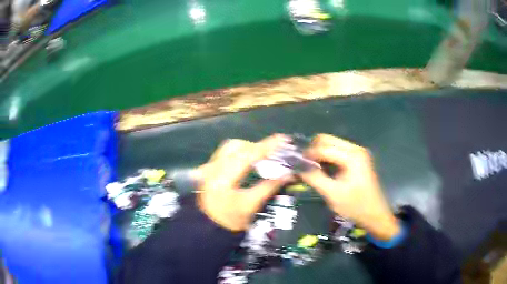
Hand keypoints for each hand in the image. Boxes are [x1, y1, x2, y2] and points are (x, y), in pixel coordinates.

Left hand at [196, 134, 291, 231]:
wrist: (207, 228)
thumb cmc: (229, 221)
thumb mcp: (251, 205)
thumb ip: (269, 187)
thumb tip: (288, 174)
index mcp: (222, 178)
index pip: (247, 155)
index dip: (266, 146)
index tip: (283, 139)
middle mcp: (212, 168)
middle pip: (236, 146)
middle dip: (256, 147)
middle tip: (272, 154)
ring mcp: (208, 168)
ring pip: (229, 148)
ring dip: (247, 149)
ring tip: (261, 158)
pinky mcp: (207, 170)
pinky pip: (224, 154)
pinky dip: (238, 154)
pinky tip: (247, 163)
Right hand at [300, 134, 399, 239]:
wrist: (375, 215)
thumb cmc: (355, 206)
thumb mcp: (332, 194)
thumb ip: (314, 178)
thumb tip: (298, 167)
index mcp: (352, 156)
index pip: (324, 147)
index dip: (308, 155)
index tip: (295, 164)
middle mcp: (356, 149)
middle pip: (328, 140)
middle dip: (313, 150)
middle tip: (303, 165)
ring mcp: (358, 153)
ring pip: (332, 144)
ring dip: (320, 154)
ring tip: (310, 168)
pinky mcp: (358, 159)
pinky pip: (338, 152)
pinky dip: (328, 158)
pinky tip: (322, 170)